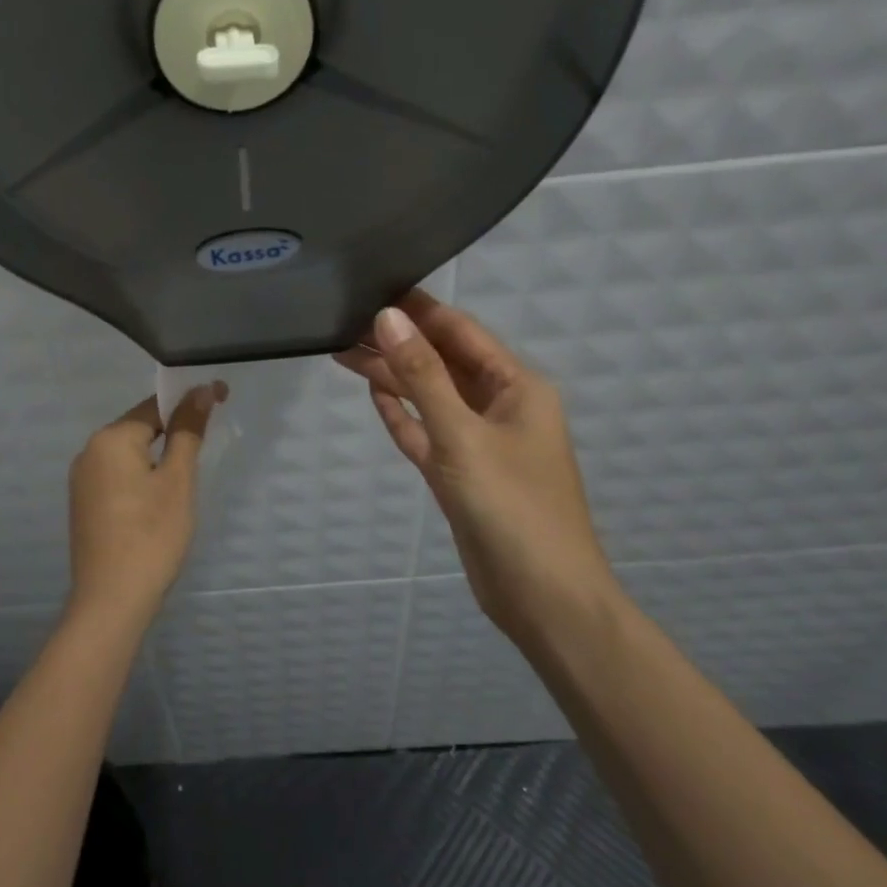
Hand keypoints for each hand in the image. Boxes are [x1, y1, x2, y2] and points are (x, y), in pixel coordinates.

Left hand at [66, 384, 225, 628]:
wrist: (111, 601)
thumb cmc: (151, 535)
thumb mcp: (178, 481)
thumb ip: (188, 432)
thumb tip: (200, 391)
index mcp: (110, 438)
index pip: (155, 406)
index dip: (189, 403)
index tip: (220, 400)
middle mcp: (88, 451)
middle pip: (139, 428)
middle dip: (173, 431)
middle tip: (207, 447)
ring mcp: (82, 480)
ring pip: (128, 454)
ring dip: (157, 457)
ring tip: (185, 478)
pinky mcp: (84, 505)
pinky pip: (117, 476)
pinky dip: (141, 478)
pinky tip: (158, 501)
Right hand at [335, 291, 615, 640]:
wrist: (544, 600)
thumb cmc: (512, 509)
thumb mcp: (462, 436)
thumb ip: (423, 376)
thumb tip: (388, 317)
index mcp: (517, 388)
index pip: (461, 332)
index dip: (419, 310)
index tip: (375, 286)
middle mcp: (500, 408)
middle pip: (441, 363)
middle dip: (398, 343)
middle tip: (342, 321)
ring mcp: (479, 443)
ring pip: (430, 398)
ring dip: (393, 377)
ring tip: (342, 352)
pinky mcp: (461, 475)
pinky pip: (428, 432)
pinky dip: (403, 415)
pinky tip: (374, 395)